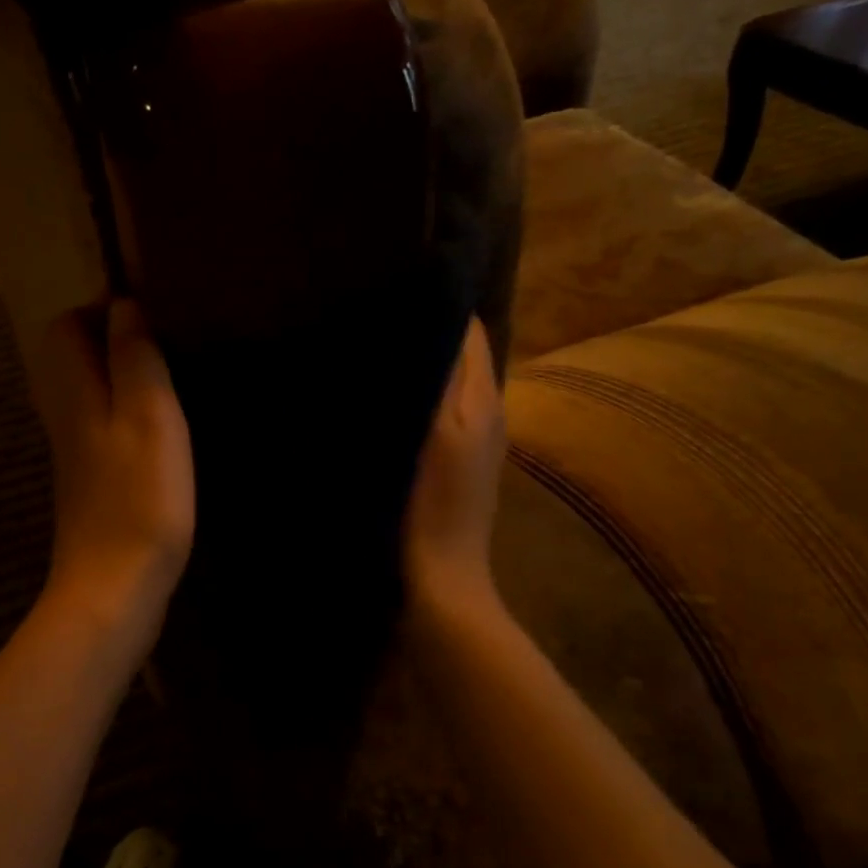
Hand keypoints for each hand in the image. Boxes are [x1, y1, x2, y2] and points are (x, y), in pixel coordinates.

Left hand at [32, 300, 194, 644]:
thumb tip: (124, 307)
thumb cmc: (138, 496)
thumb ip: (134, 357)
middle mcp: (64, 416)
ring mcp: (75, 452)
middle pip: (71, 358)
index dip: (101, 309)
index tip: (150, 314)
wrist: (113, 587)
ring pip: (87, 392)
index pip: (64, 326)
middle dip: (110, 339)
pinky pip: (100, 425)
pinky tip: (161, 429)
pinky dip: (125, 412)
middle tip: (164, 343)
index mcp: (72, 392)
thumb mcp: (148, 414)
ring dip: (120, 376)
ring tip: (169, 378)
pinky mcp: (91, 481)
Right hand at [405, 318, 505, 608]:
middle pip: (463, 355)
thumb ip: (441, 377)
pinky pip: (441, 411)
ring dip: (424, 363)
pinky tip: (389, 398)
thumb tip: (440, 316)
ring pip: (451, 383)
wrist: (440, 580)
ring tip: (379, 347)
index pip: (470, 331)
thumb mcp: (432, 433)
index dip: (440, 304)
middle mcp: (488, 413)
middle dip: (429, 331)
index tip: (396, 287)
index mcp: (483, 400)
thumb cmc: (430, 504)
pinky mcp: (456, 465)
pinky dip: (420, 394)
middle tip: (380, 314)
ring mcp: (475, 442)